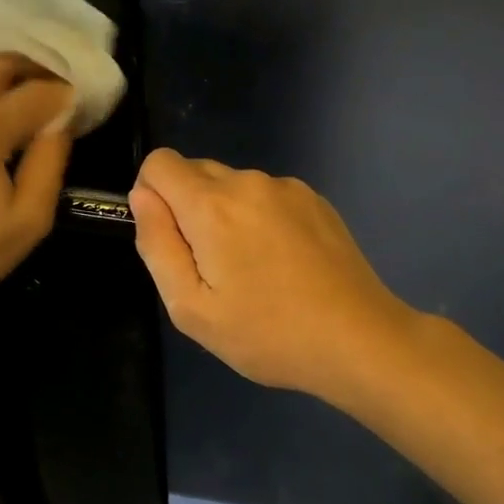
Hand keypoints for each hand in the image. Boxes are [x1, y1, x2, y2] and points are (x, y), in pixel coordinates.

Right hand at [130, 148, 420, 409]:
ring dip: (224, 214)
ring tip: (251, 270)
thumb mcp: (191, 307)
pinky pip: (266, 196)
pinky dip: (258, 218)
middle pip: (195, 171)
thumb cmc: (268, 334)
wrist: (360, 340)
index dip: (150, 194)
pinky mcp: (315, 199)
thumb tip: (142, 197)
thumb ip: (157, 245)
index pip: (160, 163)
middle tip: (210, 267)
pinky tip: (282, 263)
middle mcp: (249, 182)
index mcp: (212, 206)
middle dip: (186, 208)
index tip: (168, 239)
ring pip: (232, 185)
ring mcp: (287, 187)